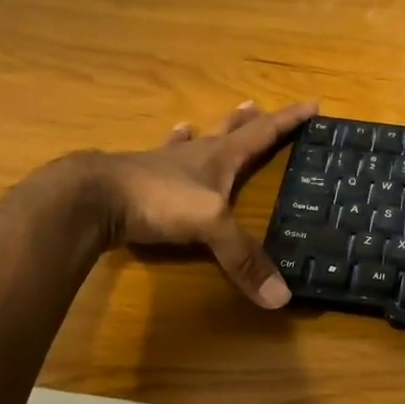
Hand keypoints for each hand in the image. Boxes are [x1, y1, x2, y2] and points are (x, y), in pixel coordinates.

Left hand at [78, 100, 317, 308]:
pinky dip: (170, 148)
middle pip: (228, 131)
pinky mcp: (137, 178)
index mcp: (220, 157)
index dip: (288, 120)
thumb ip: (243, 258)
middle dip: (248, 121)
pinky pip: (161, 158)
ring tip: (208, 123)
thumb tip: (281, 297)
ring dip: (207, 131)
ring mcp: (163, 164)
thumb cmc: (158, 200)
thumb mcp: (210, 227)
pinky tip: (168, 140)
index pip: (262, 133)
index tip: (311, 105)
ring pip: (192, 141)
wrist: (93, 198)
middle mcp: (194, 154)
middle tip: (258, 106)